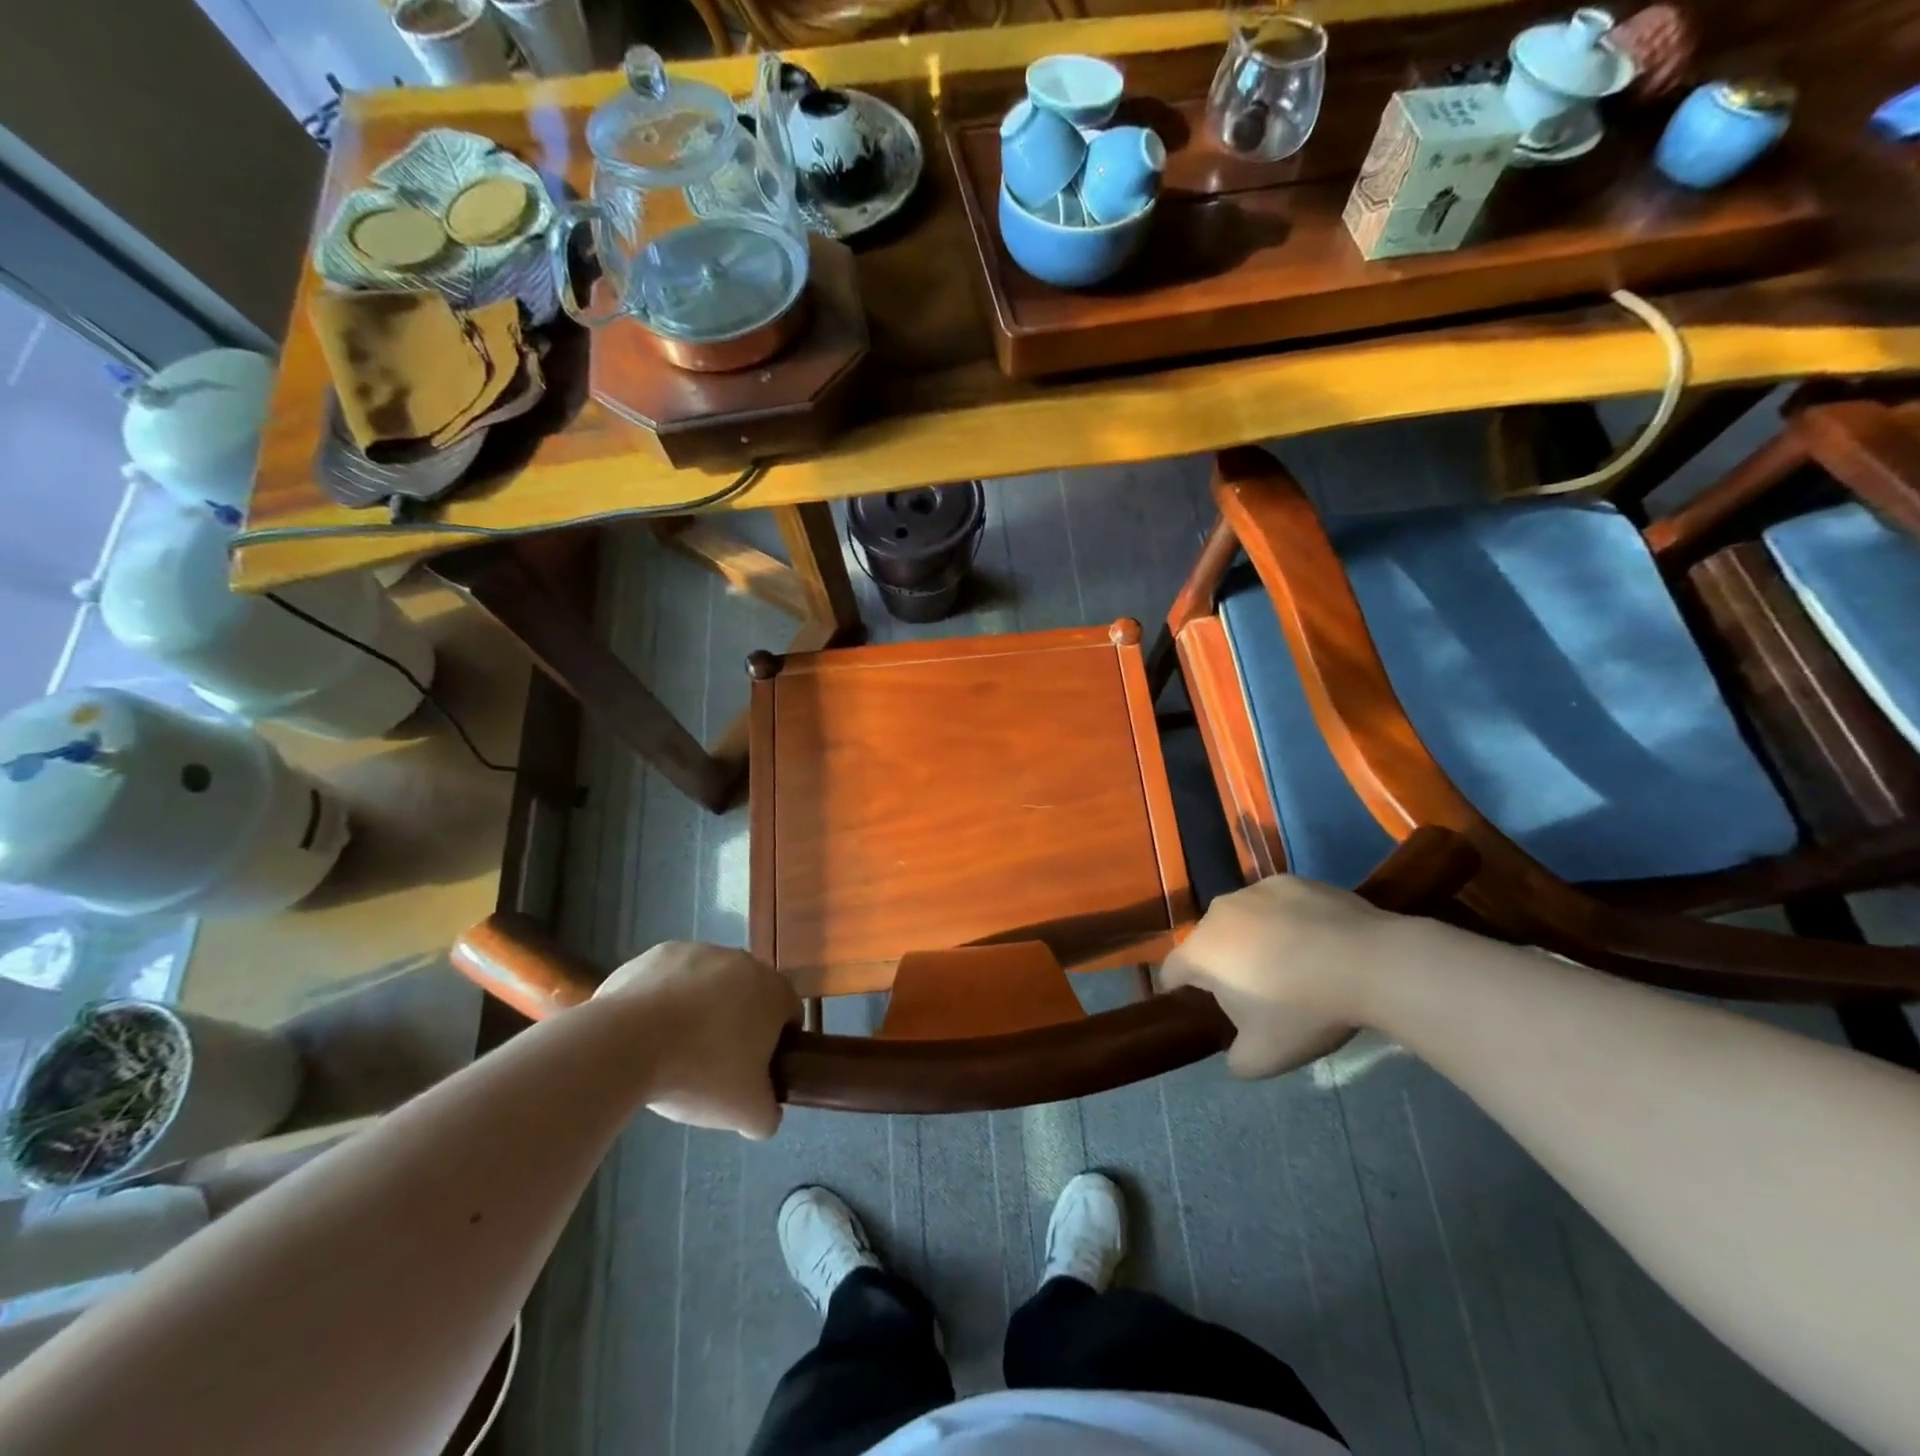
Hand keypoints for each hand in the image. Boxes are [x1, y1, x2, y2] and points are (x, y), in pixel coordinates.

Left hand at [595, 942, 800, 1139]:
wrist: (628, 1042)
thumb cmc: (701, 1072)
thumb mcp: (746, 1113)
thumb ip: (768, 1113)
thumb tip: (767, 1113)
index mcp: (773, 991)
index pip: (789, 1012)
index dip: (778, 1042)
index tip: (758, 1069)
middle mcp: (743, 961)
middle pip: (748, 994)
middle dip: (736, 1023)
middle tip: (715, 1063)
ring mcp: (699, 952)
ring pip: (708, 984)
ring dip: (699, 1009)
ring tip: (674, 1050)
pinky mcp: (658, 954)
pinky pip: (670, 979)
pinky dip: (664, 1000)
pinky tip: (646, 1032)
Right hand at [1162, 876, 1409, 1078]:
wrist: (1369, 963)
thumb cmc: (1305, 1010)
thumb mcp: (1264, 1057)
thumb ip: (1235, 1059)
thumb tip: (1233, 1053)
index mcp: (1201, 952)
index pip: (1172, 969)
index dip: (1176, 987)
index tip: (1188, 1001)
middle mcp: (1218, 913)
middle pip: (1208, 942)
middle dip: (1222, 963)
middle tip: (1252, 990)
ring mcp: (1255, 891)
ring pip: (1242, 919)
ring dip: (1252, 938)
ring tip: (1287, 963)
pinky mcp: (1291, 880)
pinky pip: (1276, 904)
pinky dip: (1285, 920)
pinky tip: (1315, 941)